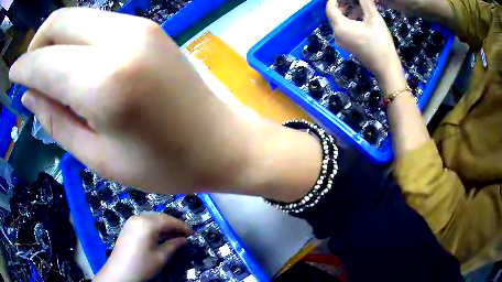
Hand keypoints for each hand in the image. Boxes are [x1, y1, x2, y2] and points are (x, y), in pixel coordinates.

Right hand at [9, 7, 322, 201]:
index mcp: (103, 80)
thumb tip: (29, 96)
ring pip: (78, 18)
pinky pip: (97, 24)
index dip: (21, 68)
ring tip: (46, 73)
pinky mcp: (149, 28)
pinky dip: (75, 39)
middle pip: (60, 22)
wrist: (221, 141)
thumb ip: (56, 120)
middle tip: (27, 74)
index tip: (11, 74)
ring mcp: (139, 27)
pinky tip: (73, 64)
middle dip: (36, 45)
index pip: (42, 62)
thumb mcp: (100, 157)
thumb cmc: (165, 164)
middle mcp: (120, 39)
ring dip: (54, 40)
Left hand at [93, 214, 192, 281]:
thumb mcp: (161, 257)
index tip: (193, 233)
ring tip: (175, 235)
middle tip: (186, 235)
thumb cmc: (143, 265)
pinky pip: (145, 222)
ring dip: (165, 226)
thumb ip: (173, 245)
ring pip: (153, 218)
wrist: (120, 271)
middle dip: (174, 225)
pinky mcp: (128, 226)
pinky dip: (155, 227)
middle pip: (160, 217)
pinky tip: (161, 235)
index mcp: (147, 223)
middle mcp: (139, 217)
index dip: (182, 226)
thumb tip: (183, 239)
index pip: (169, 220)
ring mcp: (132, 221)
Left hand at [326, 0, 405, 92]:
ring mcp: (342, 41)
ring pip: (340, 22)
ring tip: (358, 6)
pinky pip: (345, 29)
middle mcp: (337, 34)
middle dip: (342, 4)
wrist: (386, 68)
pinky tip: (361, 17)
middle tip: (351, 0)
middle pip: (334, 15)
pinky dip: (350, 21)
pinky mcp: (348, 46)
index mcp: (340, 27)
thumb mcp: (374, 19)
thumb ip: (365, 3)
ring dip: (347, 12)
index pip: (330, 8)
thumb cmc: (381, 42)